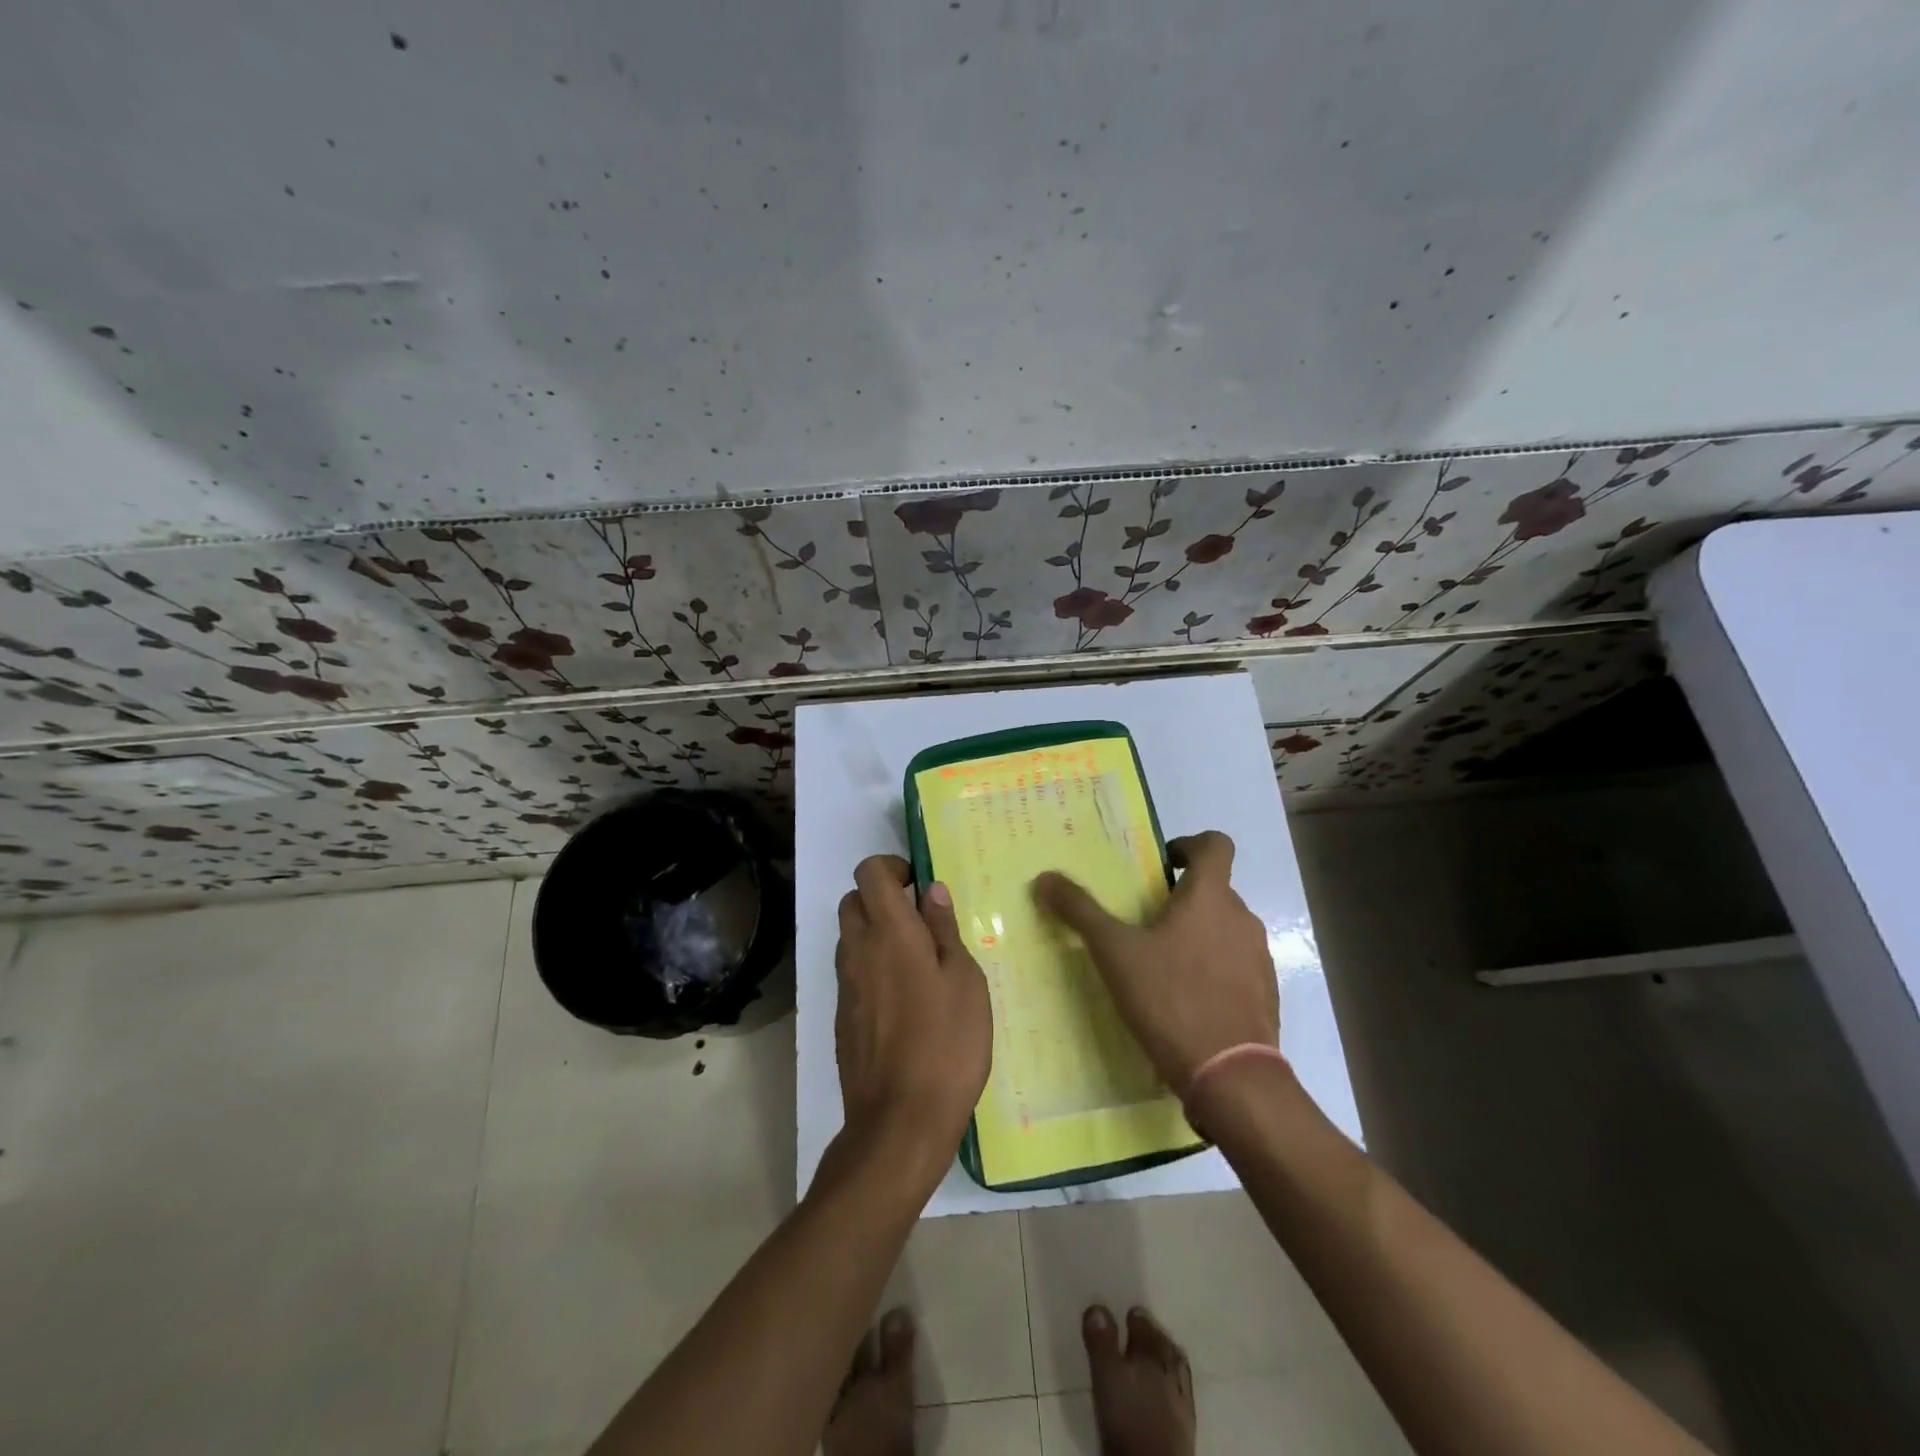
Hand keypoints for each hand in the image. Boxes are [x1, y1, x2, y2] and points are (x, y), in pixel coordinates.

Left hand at [832, 854, 991, 1183]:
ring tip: (918, 962)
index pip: (869, 872)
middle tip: (920, 921)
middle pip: (853, 901)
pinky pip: (852, 972)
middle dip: (881, 897)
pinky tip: (905, 1000)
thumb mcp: (965, 981)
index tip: (919, 884)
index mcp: (890, 932)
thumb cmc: (946, 1044)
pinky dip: (872, 967)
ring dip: (876, 933)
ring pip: (850, 937)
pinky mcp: (842, 1017)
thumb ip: (944, 930)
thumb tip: (931, 891)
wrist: (899, 1121)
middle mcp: (858, 950)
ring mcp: (845, 985)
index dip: (891, 866)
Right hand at [1033, 830, 1276, 1088]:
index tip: (1163, 865)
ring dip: (1199, 936)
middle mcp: (1242, 919)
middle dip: (1182, 899)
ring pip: (1225, 930)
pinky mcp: (1266, 995)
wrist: (1231, 1076)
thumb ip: (1080, 911)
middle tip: (1145, 923)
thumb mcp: (1114, 953)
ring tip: (1162, 966)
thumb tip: (1045, 878)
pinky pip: (1237, 967)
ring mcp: (1259, 958)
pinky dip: (1214, 971)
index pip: (1216, 844)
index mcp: (1210, 897)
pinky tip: (1186, 1001)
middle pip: (1216, 890)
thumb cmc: (1171, 999)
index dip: (1191, 844)